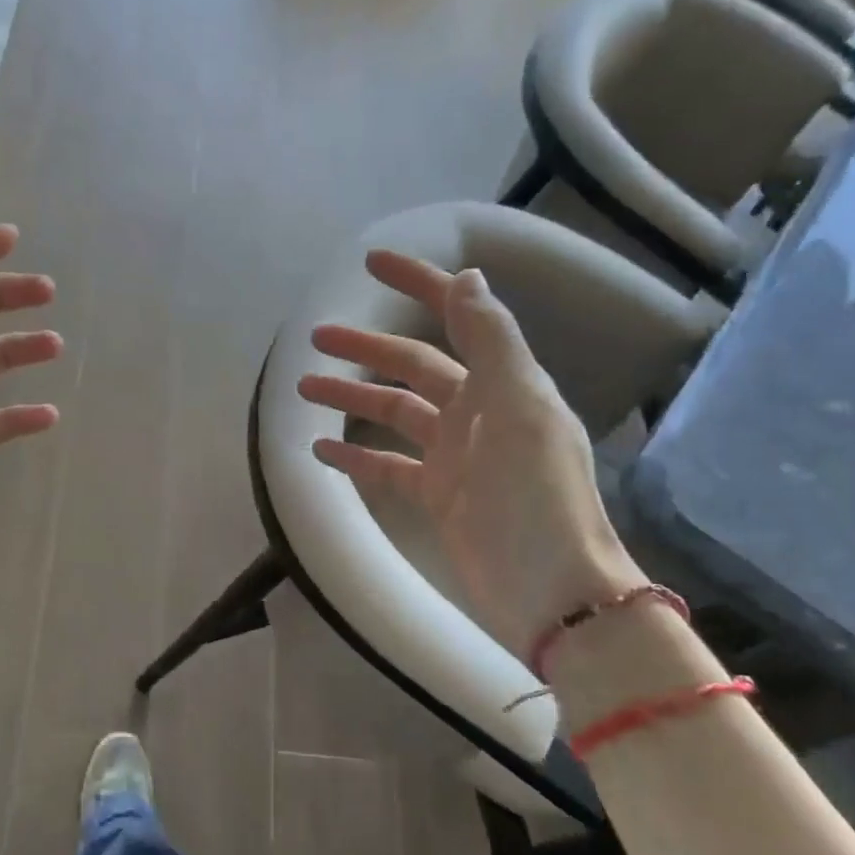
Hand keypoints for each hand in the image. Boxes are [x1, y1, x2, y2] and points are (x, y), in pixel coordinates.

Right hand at [299, 249, 643, 655]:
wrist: (551, 591)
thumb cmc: (535, 495)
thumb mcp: (517, 407)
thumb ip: (491, 341)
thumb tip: (468, 277)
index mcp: (503, 383)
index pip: (457, 317)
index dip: (419, 285)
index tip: (371, 264)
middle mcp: (478, 412)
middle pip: (413, 367)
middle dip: (366, 348)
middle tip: (315, 339)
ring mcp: (456, 456)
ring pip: (393, 413)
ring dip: (352, 397)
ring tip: (304, 388)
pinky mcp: (438, 496)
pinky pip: (388, 466)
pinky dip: (355, 454)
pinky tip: (321, 448)